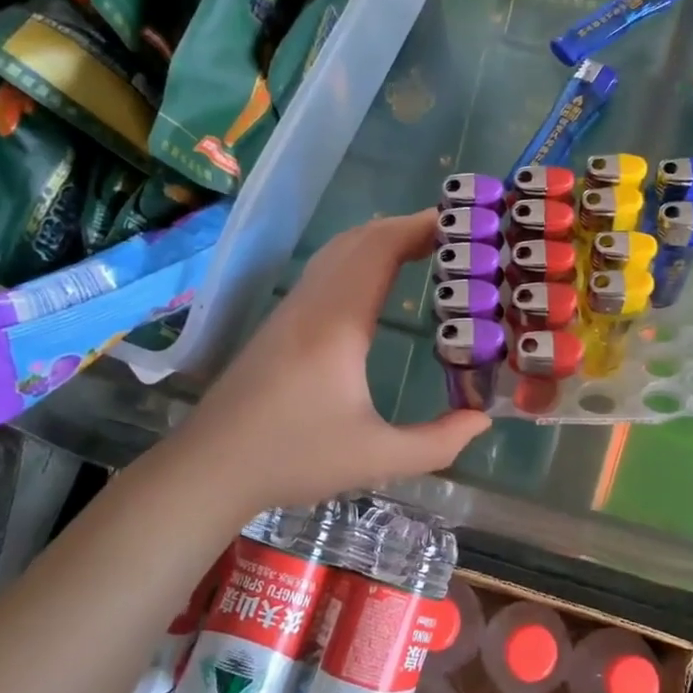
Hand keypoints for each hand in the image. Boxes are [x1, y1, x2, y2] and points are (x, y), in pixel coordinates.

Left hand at [162, 211, 490, 512]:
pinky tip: (378, 281)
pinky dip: (361, 257)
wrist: (209, 467)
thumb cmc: (292, 458)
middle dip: (408, 227)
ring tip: (425, 250)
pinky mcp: (281, 322)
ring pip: (339, 250)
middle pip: (360, 239)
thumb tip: (482, 420)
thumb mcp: (374, 457)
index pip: (380, 249)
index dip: (420, 227)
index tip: (462, 225)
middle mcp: (313, 303)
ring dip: (382, 239)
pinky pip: (327, 268)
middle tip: (455, 238)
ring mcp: (292, 309)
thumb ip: (436, 443)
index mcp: (337, 322)